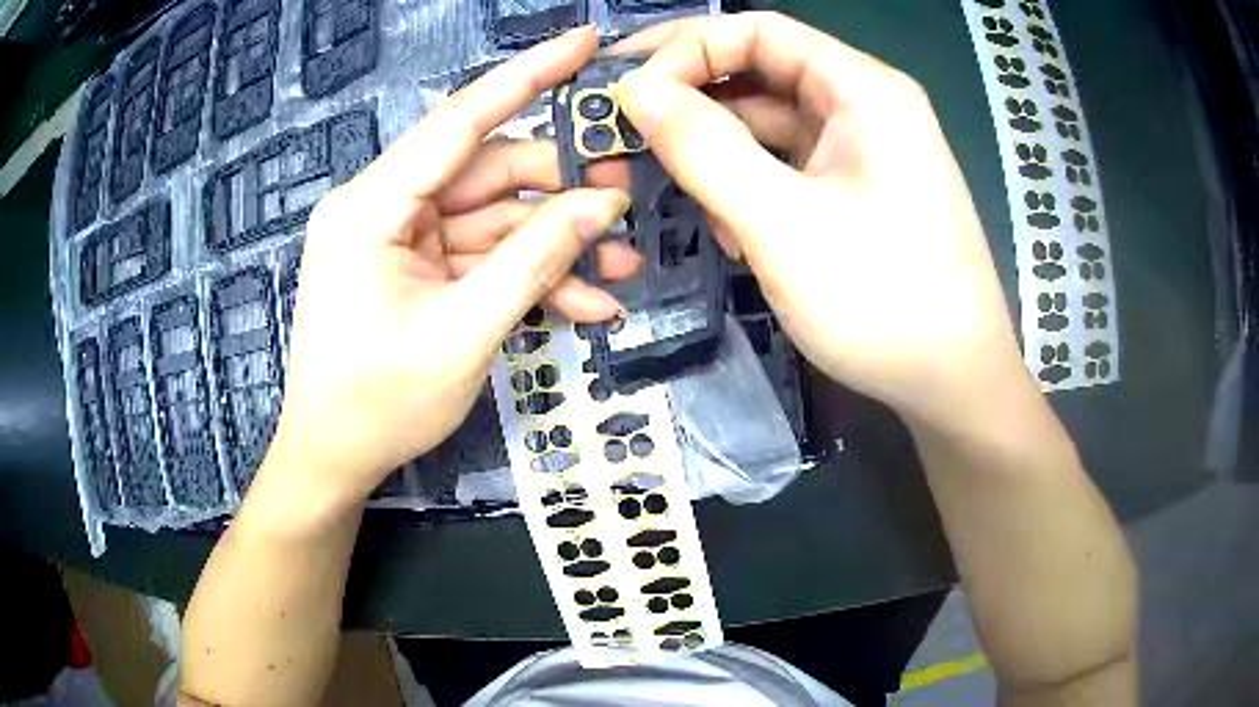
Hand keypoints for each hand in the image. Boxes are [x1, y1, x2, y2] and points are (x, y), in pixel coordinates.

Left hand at [268, 27, 632, 505]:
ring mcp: (401, 240)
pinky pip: (481, 260)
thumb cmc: (378, 404)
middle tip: (626, 207)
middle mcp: (384, 207)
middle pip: (488, 175)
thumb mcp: (463, 333)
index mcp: (372, 206)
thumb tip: (599, 207)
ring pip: (494, 222)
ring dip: (554, 248)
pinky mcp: (416, 271)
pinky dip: (528, 279)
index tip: (582, 42)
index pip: (460, 120)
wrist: (335, 459)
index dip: (526, 77)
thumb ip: (532, 261)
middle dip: (560, 193)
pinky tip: (583, 307)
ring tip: (620, 272)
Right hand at [615, 13, 1029, 428]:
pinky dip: (750, 186)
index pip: (758, 32)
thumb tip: (636, 91)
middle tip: (625, 133)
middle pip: (761, 73)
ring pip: (769, 125)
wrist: (954, 385)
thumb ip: (705, 148)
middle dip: (692, 101)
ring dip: (717, 152)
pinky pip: (788, 167)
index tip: (627, 92)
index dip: (684, 50)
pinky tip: (731, 230)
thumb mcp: (783, 223)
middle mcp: (865, 106)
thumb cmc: (884, 301)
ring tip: (676, 192)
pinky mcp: (856, 193)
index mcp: (862, 89)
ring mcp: (863, 152)